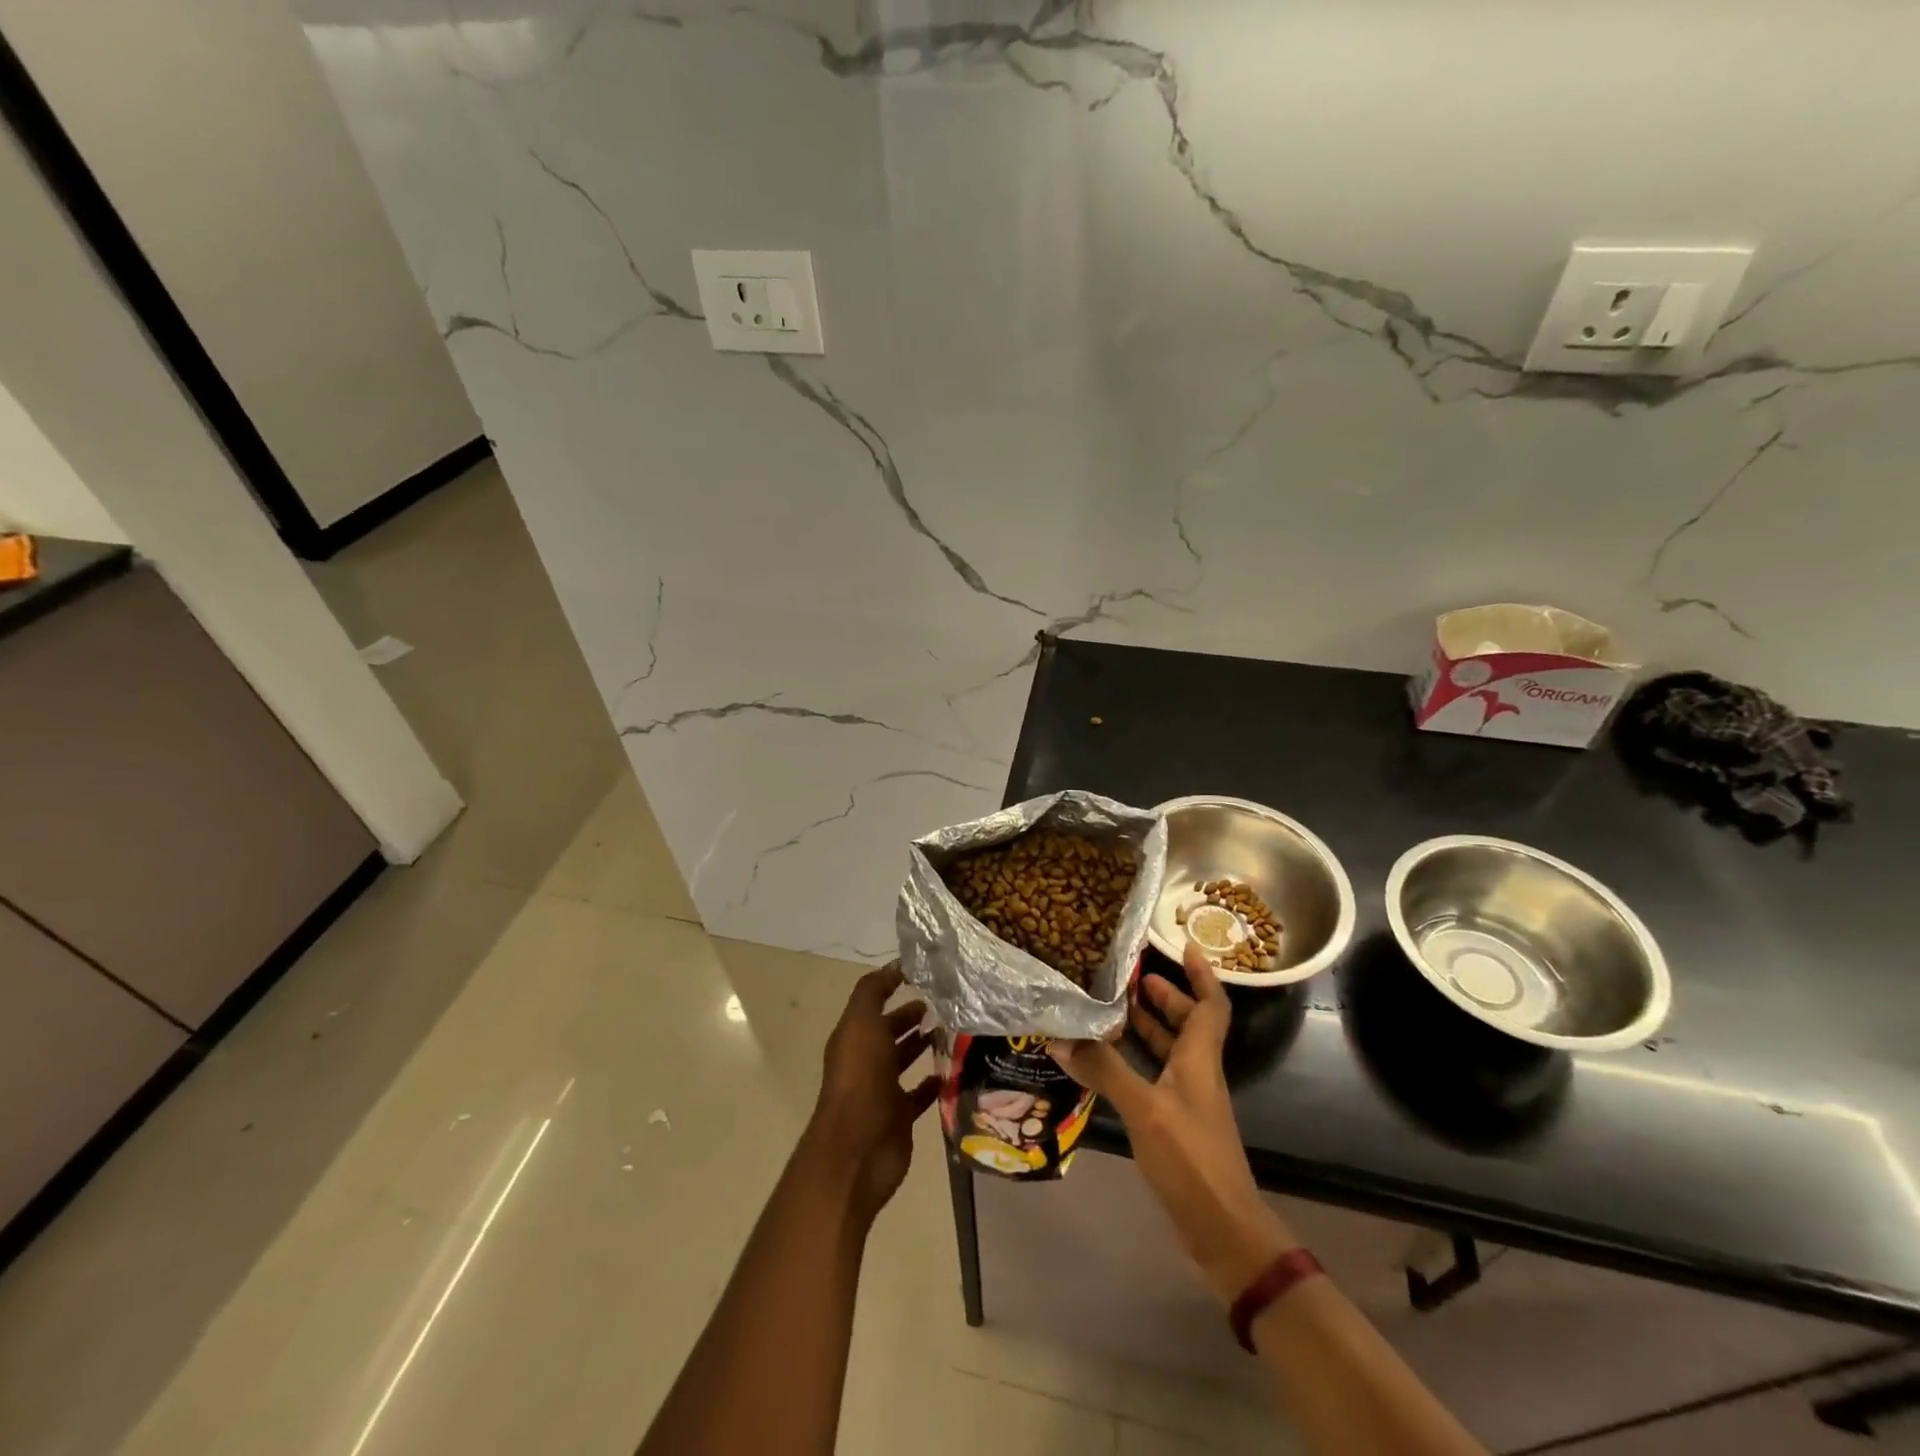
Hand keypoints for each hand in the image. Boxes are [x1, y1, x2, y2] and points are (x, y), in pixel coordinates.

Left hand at [804, 963, 938, 1225]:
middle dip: (911, 1016)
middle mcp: (866, 1060)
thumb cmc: (860, 1078)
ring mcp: (882, 1090)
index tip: (925, 973)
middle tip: (945, 1003)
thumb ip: (873, 991)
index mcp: (854, 1036)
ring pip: (904, 1060)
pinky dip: (934, 1083)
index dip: (893, 986)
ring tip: (953, 1030)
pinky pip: (919, 1094)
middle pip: (889, 1031)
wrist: (858, 1147)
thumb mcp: (861, 1022)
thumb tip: (893, 965)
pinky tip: (953, 1071)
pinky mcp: (900, 1117)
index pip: (874, 1003)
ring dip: (923, 1045)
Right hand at [1050, 943, 1297, 1303]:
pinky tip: (1107, 1065)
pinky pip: (1156, 1078)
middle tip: (1130, 977)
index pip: (1210, 1005)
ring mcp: (1188, 1102)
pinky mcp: (1177, 1127)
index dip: (1201, 973)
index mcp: (1199, 1059)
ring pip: (1171, 1052)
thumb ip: (1104, 1070)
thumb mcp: (1144, 1109)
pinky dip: (1136, 1063)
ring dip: (1149, 1028)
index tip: (1183, 945)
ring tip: (1114, 1010)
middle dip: (1165, 997)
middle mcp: (1197, 1073)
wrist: (1223, 1231)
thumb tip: (1061, 1037)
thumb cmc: (1191, 1159)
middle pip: (1188, 1024)